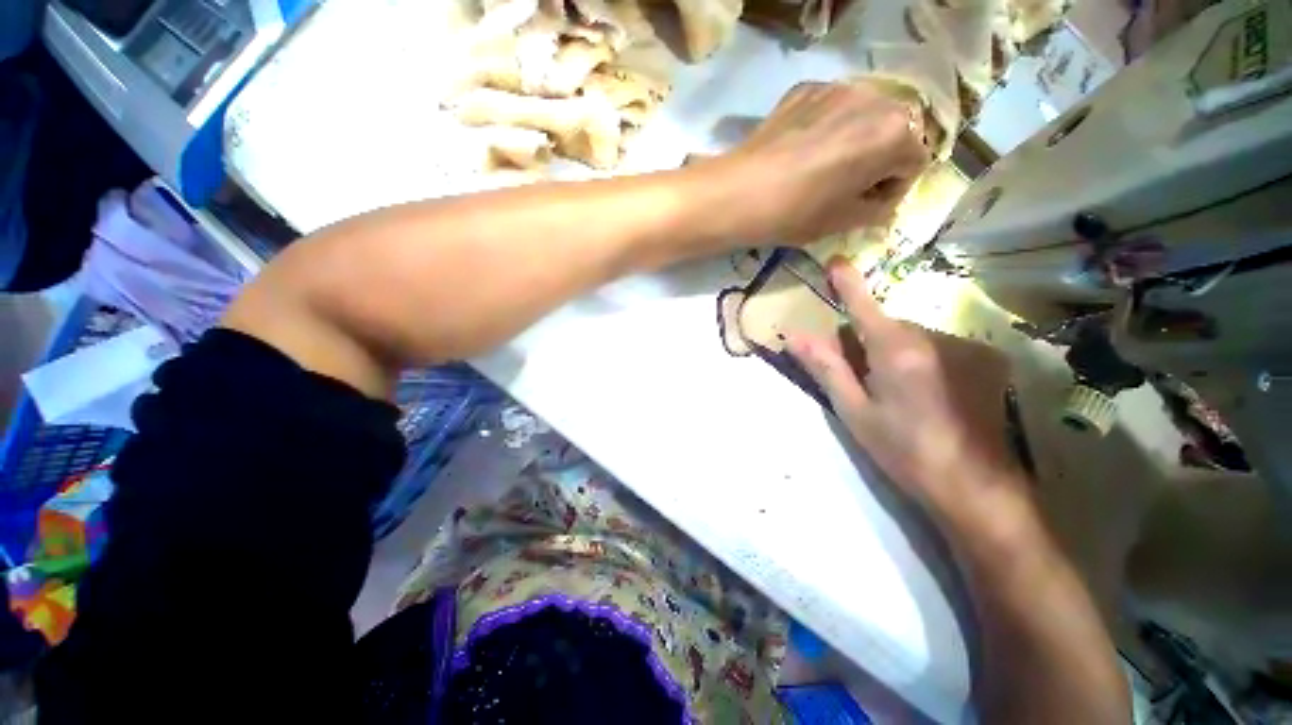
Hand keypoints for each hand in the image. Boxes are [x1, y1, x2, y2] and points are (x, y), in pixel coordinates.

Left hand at [723, 81, 929, 243]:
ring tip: (825, 168)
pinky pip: (833, 107)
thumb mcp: (843, 221)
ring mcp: (838, 87)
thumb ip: (877, 210)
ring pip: (865, 114)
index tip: (866, 206)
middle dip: (880, 159)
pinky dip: (829, 127)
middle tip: (849, 187)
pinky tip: (803, 151)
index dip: (893, 189)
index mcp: (895, 134)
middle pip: (895, 130)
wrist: (738, 193)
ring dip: (857, 139)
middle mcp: (875, 98)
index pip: (915, 162)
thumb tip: (883, 204)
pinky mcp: (806, 87)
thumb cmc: (796, 212)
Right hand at [787, 259, 1032, 532]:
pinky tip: (931, 396)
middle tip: (864, 380)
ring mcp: (967, 348)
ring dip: (898, 353)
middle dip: (870, 342)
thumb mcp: (854, 412)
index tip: (835, 261)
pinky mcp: (987, 361)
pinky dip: (926, 361)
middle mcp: (935, 338)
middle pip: (889, 326)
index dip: (848, 283)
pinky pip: (940, 348)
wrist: (976, 488)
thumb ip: (826, 368)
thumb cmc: (904, 451)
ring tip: (901, 395)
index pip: (865, 306)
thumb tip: (795, 335)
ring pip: (915, 337)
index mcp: (896, 351)